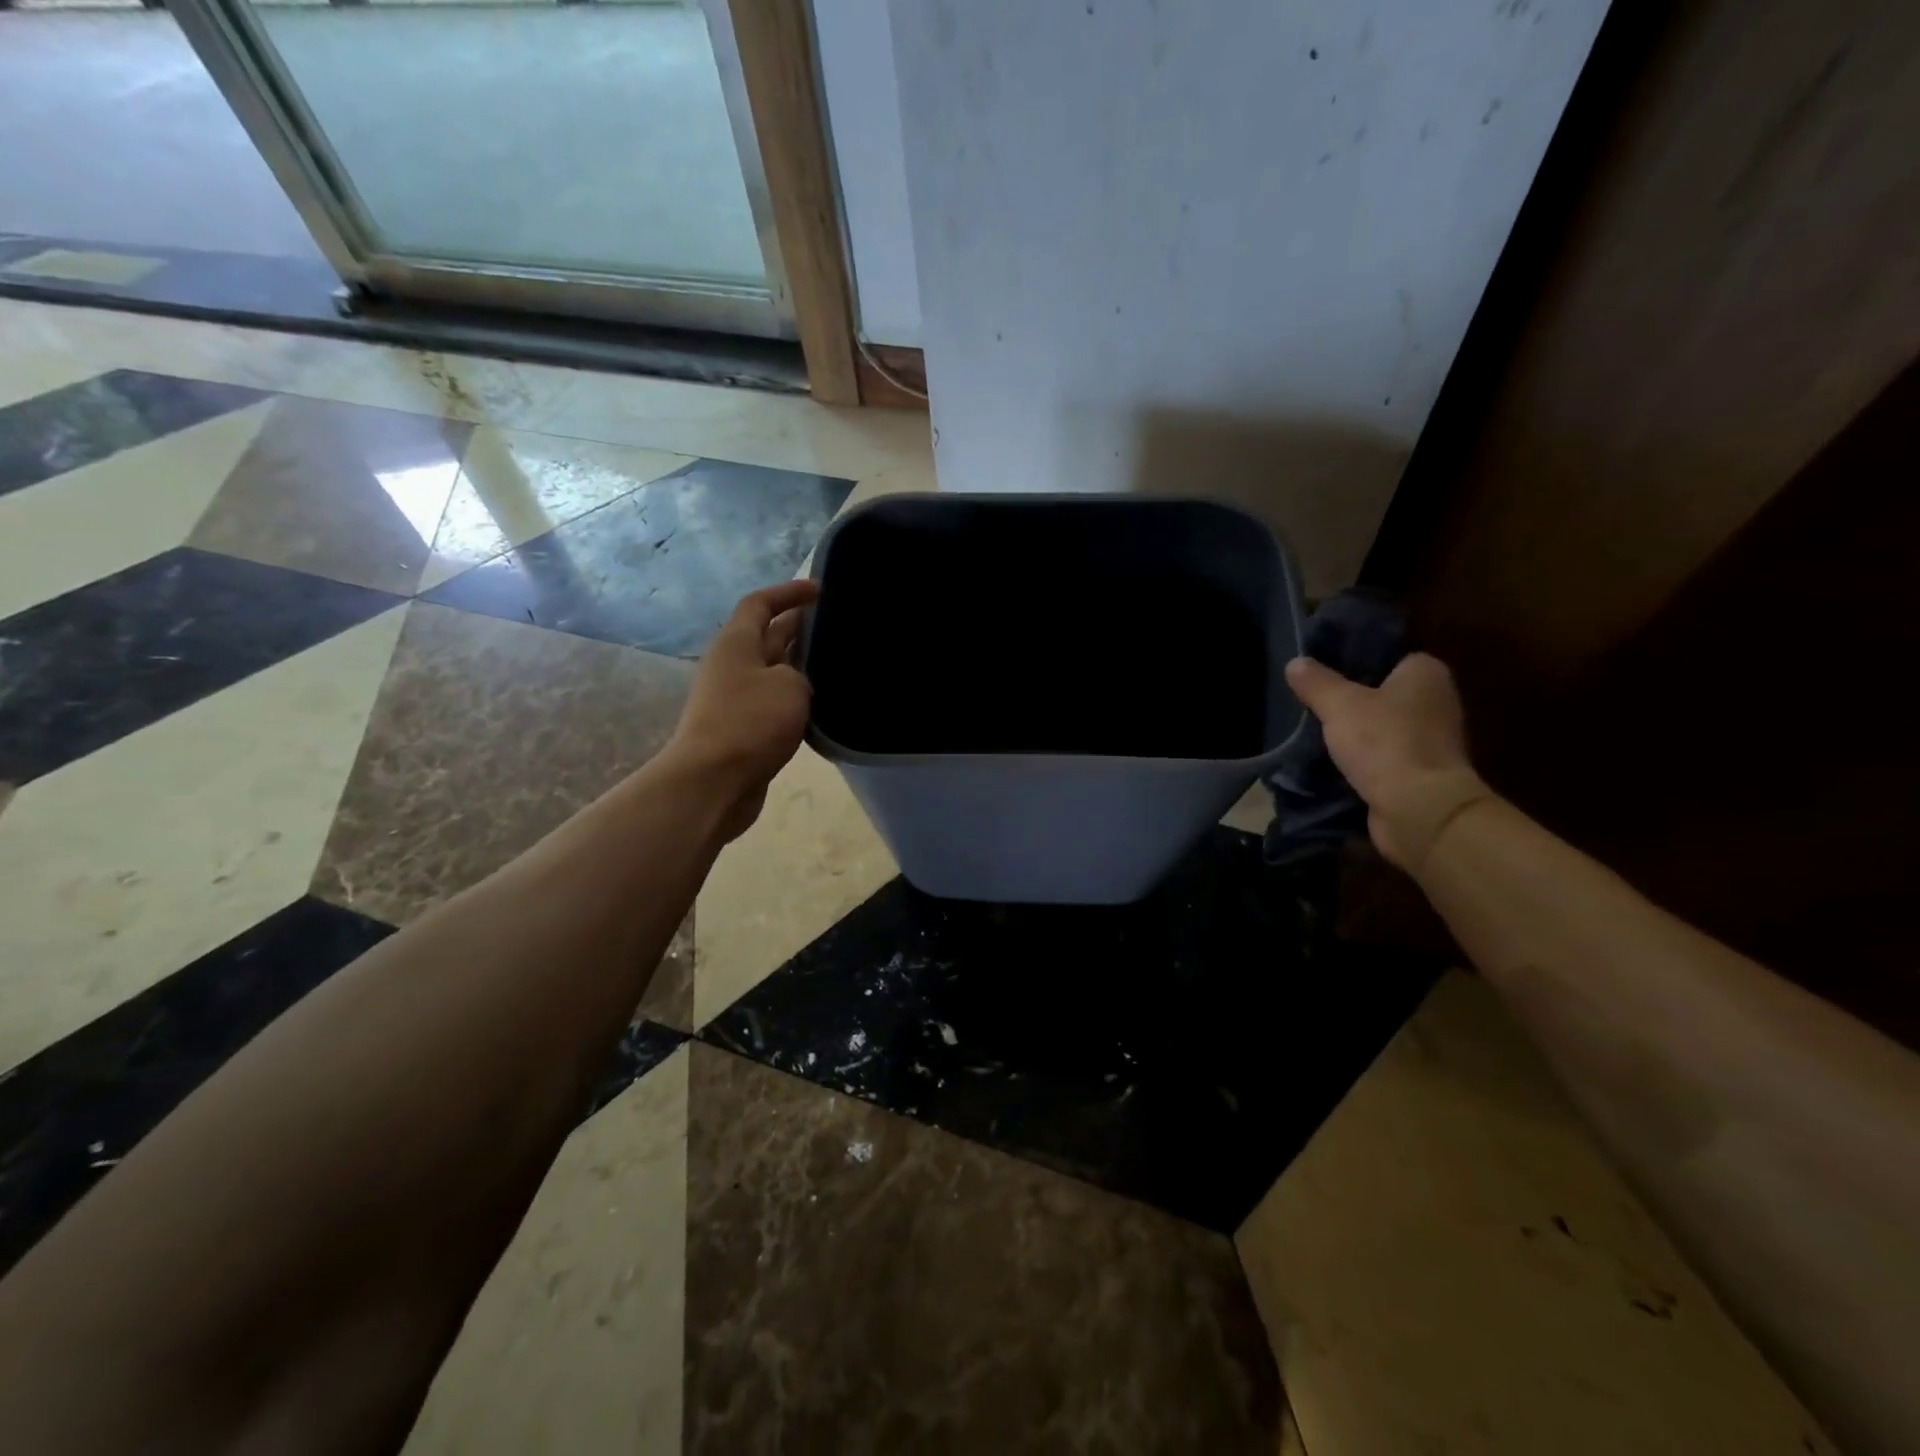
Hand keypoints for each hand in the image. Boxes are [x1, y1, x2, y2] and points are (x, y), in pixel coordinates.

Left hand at [668, 579, 818, 841]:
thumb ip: (801, 672)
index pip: (760, 604)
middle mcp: (733, 665)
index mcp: (737, 643)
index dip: (788, 592)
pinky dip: (796, 698)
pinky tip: (823, 706)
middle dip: (800, 627)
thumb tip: (798, 680)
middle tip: (838, 627)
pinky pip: (774, 703)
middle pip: (768, 636)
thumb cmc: (751, 722)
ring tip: (838, 665)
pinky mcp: (744, 729)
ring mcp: (736, 698)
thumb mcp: (789, 685)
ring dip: (801, 666)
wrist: (714, 781)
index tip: (820, 590)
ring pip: (774, 671)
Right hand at [1284, 652, 1492, 873]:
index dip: (1354, 662)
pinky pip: (1382, 756)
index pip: (1387, 657)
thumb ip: (1316, 682)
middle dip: (1350, 700)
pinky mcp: (1421, 773)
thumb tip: (1295, 662)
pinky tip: (1331, 762)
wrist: (1419, 808)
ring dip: (1354, 733)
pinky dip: (1362, 760)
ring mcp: (1431, 739)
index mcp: (1426, 673)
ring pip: (1381, 727)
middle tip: (1310, 701)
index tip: (1321, 672)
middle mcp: (1436, 701)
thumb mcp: (1338, 704)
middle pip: (1382, 693)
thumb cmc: (1384, 742)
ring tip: (1313, 732)